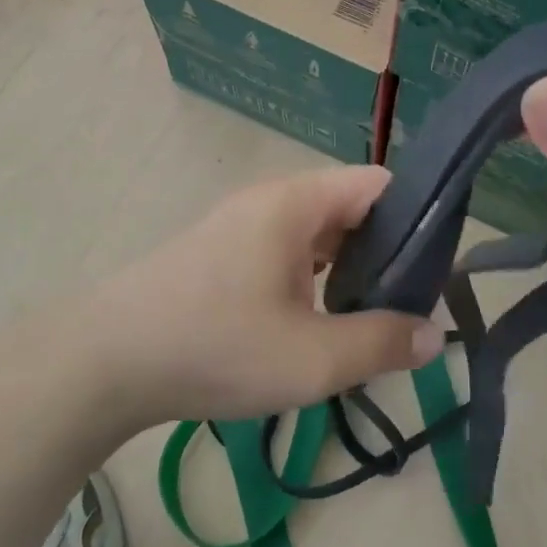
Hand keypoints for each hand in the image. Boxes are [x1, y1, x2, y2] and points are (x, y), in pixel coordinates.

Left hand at [73, 165, 446, 430]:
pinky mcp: (220, 253)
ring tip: (367, 319)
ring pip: (315, 235)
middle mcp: (269, 200)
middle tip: (407, 306)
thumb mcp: (313, 358)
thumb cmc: (216, 346)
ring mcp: (240, 225)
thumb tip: (433, 334)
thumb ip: (381, 343)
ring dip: (346, 270)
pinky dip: (311, 279)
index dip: (418, 217)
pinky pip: (284, 252)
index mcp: (296, 203)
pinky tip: (313, 324)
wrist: (107, 361)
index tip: (439, 269)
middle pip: (348, 209)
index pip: (378, 185)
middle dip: (385, 253)